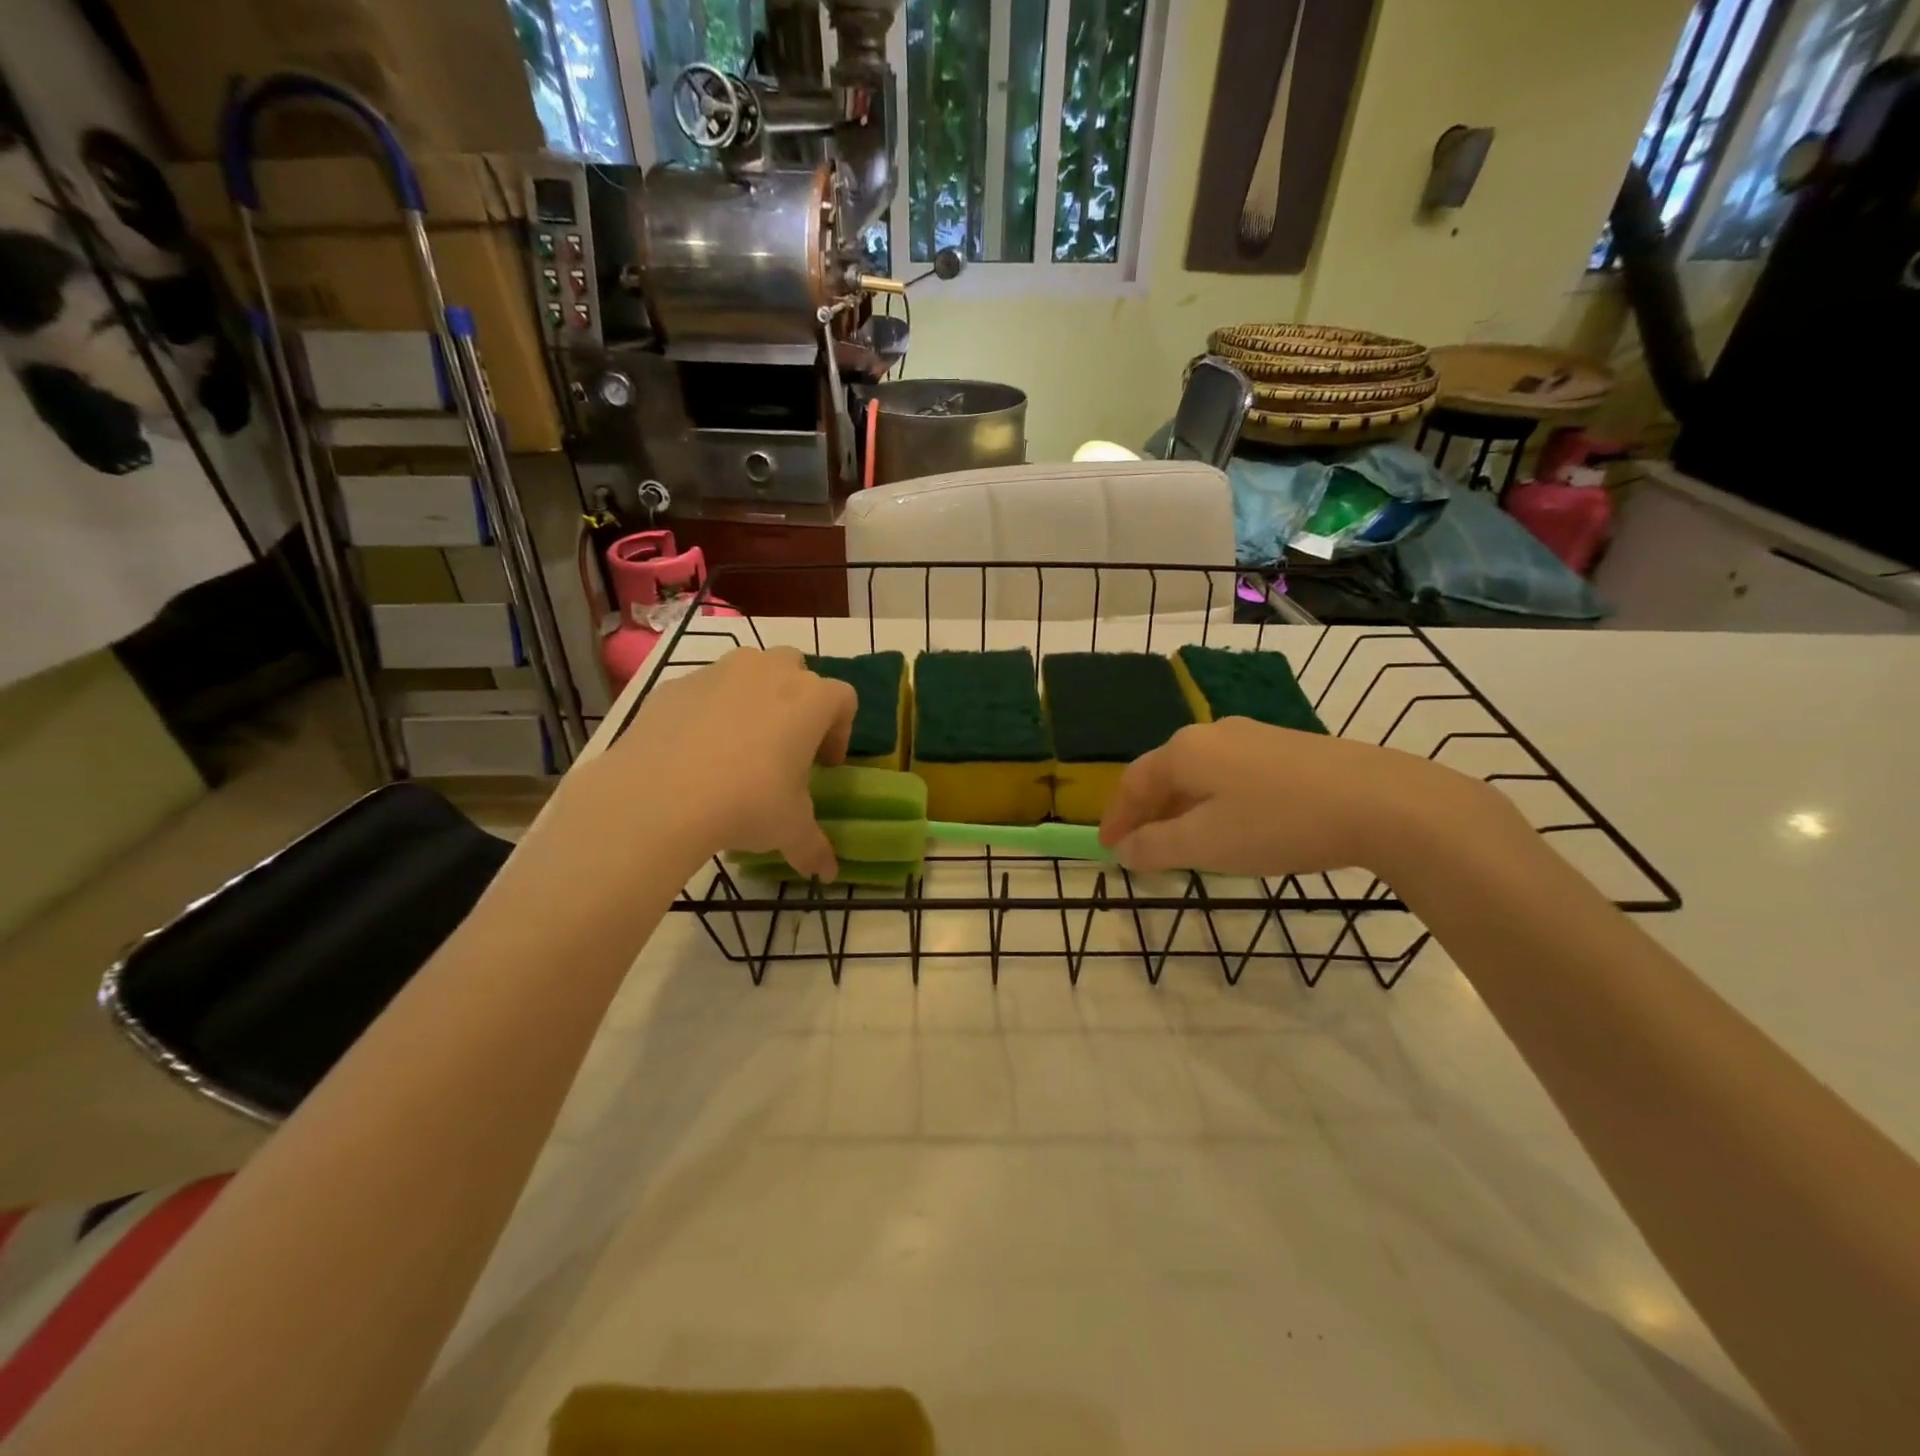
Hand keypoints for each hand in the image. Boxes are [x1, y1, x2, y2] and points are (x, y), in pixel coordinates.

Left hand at [544, 647, 856, 881]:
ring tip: (739, 747)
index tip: (826, 766)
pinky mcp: (676, 685)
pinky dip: (708, 712)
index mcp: (811, 699)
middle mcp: (769, 671)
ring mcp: (719, 672)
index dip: (840, 732)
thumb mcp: (789, 829)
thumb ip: (813, 846)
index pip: (843, 699)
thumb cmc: (747, 804)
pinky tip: (695, 753)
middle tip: (786, 746)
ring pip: (749, 672)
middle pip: (797, 670)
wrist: (658, 797)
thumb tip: (828, 873)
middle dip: (797, 701)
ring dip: (754, 699)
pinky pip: (704, 691)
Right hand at [1098, 717, 1493, 877]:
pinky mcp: (1288, 748)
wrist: (1382, 802)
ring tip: (1183, 841)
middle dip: (1148, 812)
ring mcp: (1253, 736)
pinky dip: (1215, 800)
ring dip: (1182, 807)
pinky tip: (1231, 824)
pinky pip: (1231, 773)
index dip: (1116, 817)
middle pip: (1164, 773)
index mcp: (1184, 750)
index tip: (1108, 848)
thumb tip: (1125, 849)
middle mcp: (1212, 733)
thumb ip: (1157, 846)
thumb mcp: (1207, 844)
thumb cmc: (1279, 823)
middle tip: (1141, 848)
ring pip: (1200, 773)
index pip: (1133, 782)